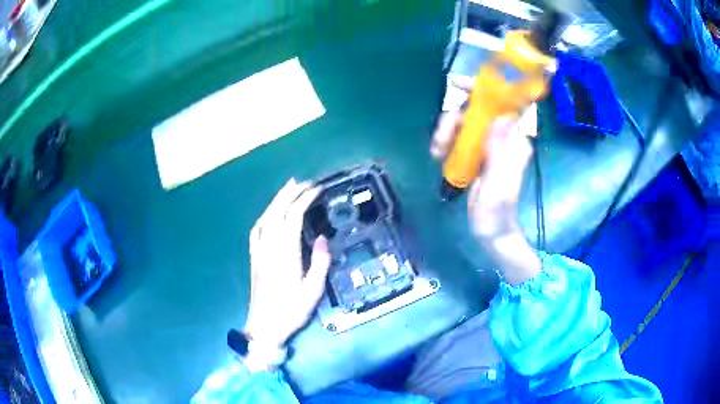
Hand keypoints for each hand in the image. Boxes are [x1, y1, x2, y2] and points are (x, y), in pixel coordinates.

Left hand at [243, 179, 330, 351]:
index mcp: (285, 253)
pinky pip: (256, 230)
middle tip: (304, 181)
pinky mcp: (254, 258)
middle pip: (277, 212)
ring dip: (276, 200)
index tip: (317, 189)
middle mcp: (270, 247)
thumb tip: (323, 239)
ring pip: (265, 218)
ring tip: (288, 188)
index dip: (304, 200)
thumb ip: (320, 263)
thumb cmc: (291, 310)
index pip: (293, 217)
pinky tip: (269, 214)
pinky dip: (264, 216)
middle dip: (290, 193)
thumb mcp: (313, 291)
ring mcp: (259, 251)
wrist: (264, 327)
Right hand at [431, 76, 540, 284]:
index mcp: (514, 141)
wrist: (490, 230)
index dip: (485, 88)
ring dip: (446, 131)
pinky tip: (438, 155)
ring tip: (437, 151)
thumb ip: (501, 153)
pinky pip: (458, 135)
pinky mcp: (476, 152)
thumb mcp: (499, 185)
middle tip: (441, 139)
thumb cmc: (496, 212)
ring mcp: (488, 144)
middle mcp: (502, 136)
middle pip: (477, 109)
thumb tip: (502, 117)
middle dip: (455, 117)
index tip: (458, 86)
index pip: (503, 103)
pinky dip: (445, 141)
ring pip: (464, 121)